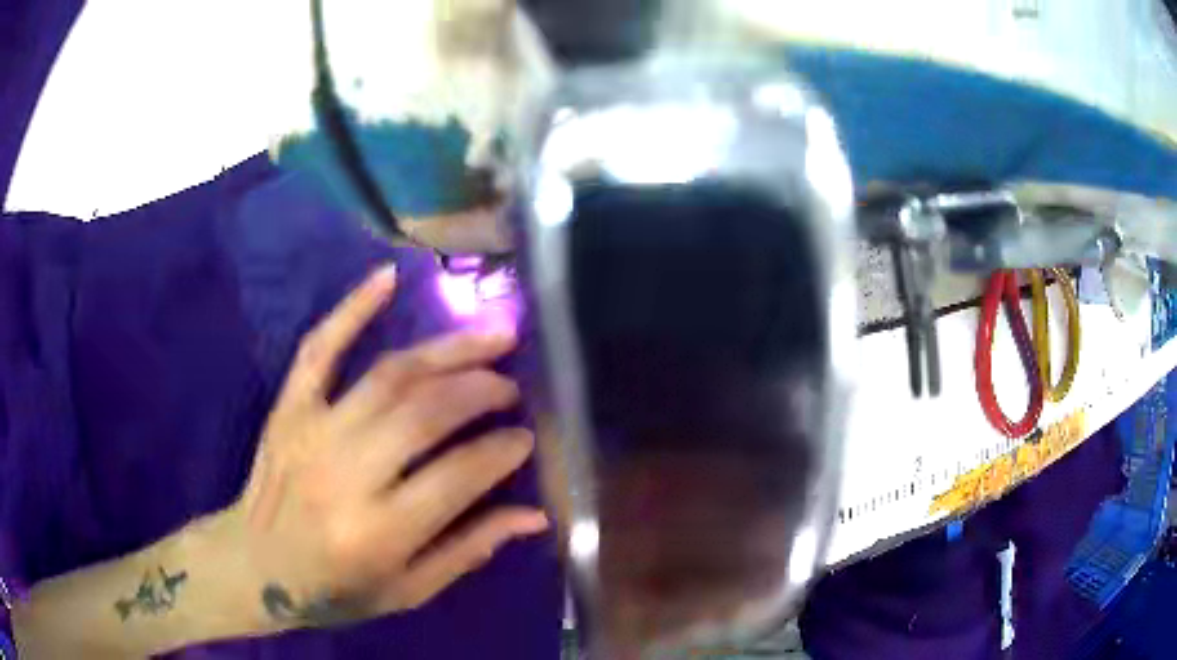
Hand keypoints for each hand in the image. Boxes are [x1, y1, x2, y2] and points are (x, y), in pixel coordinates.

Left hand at [226, 264, 546, 629]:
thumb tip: (534, 516)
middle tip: (512, 385)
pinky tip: (387, 278)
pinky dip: (352, 309)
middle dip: (481, 390)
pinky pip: (319, 349)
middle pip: (426, 414)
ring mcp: (313, 432)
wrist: (254, 566)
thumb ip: (469, 550)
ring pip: (389, 376)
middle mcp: (348, 476)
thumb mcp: (408, 591)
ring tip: (491, 338)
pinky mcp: (289, 409)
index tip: (526, 438)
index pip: (459, 476)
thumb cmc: (335, 591)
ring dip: (447, 351)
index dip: (502, 451)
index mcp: (380, 532)